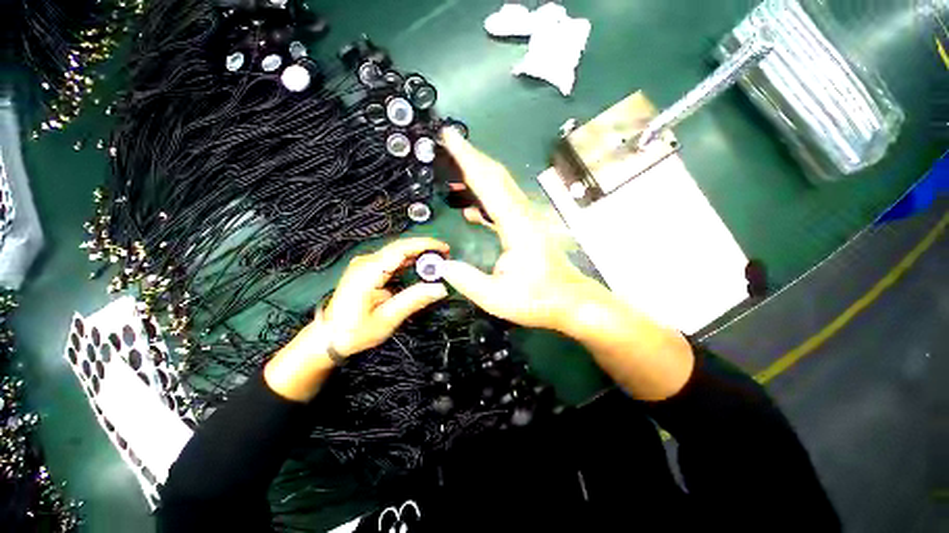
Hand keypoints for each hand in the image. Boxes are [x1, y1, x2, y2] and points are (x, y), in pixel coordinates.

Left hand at [317, 237, 450, 356]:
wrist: (328, 337)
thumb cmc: (354, 331)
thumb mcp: (386, 319)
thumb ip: (413, 301)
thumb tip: (440, 288)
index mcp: (368, 271)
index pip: (401, 249)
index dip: (424, 245)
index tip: (445, 249)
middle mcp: (367, 262)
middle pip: (400, 247)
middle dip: (425, 248)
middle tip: (447, 256)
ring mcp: (366, 264)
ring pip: (398, 252)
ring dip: (419, 254)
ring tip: (439, 260)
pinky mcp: (368, 270)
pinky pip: (393, 260)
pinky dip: (410, 261)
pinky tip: (421, 267)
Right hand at [437, 129, 609, 333]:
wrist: (571, 302)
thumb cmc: (538, 300)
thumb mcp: (497, 298)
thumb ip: (466, 280)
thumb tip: (440, 264)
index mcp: (516, 226)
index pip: (489, 184)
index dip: (468, 159)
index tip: (450, 137)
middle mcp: (522, 215)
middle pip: (496, 176)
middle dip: (471, 157)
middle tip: (446, 143)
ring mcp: (526, 220)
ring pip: (500, 187)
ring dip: (477, 175)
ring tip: (452, 172)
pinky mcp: (525, 228)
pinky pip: (502, 204)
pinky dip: (484, 198)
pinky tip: (470, 208)